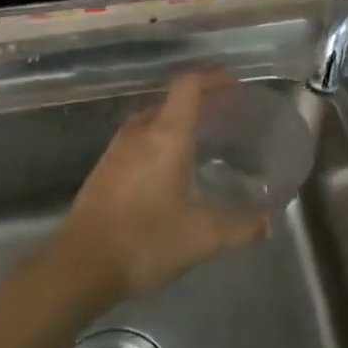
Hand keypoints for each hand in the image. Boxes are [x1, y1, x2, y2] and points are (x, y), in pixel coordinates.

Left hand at [54, 71, 270, 304]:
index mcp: (166, 136)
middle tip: (224, 117)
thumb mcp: (203, 237)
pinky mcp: (102, 173)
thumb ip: (240, 228)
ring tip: (198, 142)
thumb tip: (268, 223)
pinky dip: (156, 144)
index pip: (189, 87)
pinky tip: (166, 173)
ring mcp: (115, 152)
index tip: (235, 86)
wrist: (80, 267)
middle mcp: (139, 134)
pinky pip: (136, 143)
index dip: (214, 79)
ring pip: (150, 123)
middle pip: (170, 102)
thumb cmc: (146, 241)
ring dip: (174, 124)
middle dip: (198, 103)